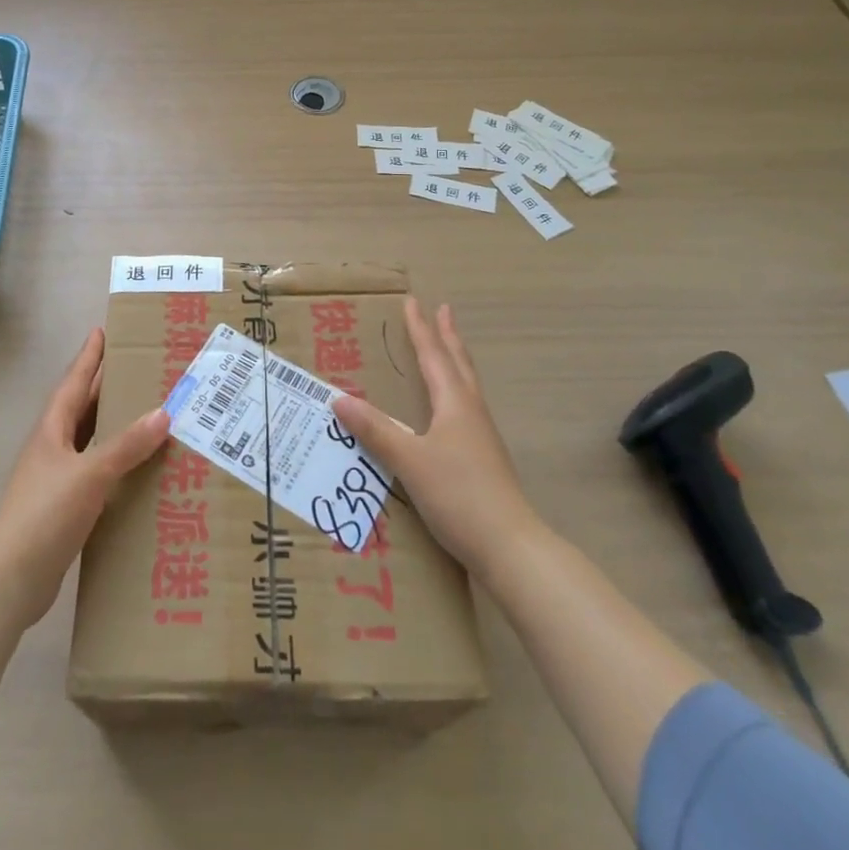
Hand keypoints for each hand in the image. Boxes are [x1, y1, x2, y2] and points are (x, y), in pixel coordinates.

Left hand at [0, 328, 169, 628]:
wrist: (9, 580)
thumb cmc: (45, 515)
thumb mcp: (90, 474)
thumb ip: (126, 446)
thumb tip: (163, 412)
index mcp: (52, 431)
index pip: (73, 383)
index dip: (88, 358)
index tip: (102, 331)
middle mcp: (53, 448)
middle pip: (82, 408)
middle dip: (105, 386)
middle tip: (137, 367)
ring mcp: (56, 479)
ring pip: (89, 440)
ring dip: (113, 425)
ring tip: (145, 412)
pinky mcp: (64, 508)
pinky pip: (96, 472)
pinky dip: (116, 463)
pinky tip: (137, 469)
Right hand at [332, 298, 541, 577]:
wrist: (510, 547)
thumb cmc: (459, 495)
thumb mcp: (409, 461)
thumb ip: (375, 430)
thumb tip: (338, 398)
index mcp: (455, 404)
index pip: (433, 356)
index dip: (420, 329)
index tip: (413, 302)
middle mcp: (471, 413)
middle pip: (459, 364)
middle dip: (448, 337)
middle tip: (444, 311)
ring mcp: (482, 437)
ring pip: (466, 386)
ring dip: (455, 362)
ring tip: (447, 352)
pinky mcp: (484, 460)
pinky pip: (466, 410)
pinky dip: (454, 393)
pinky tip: (448, 411)